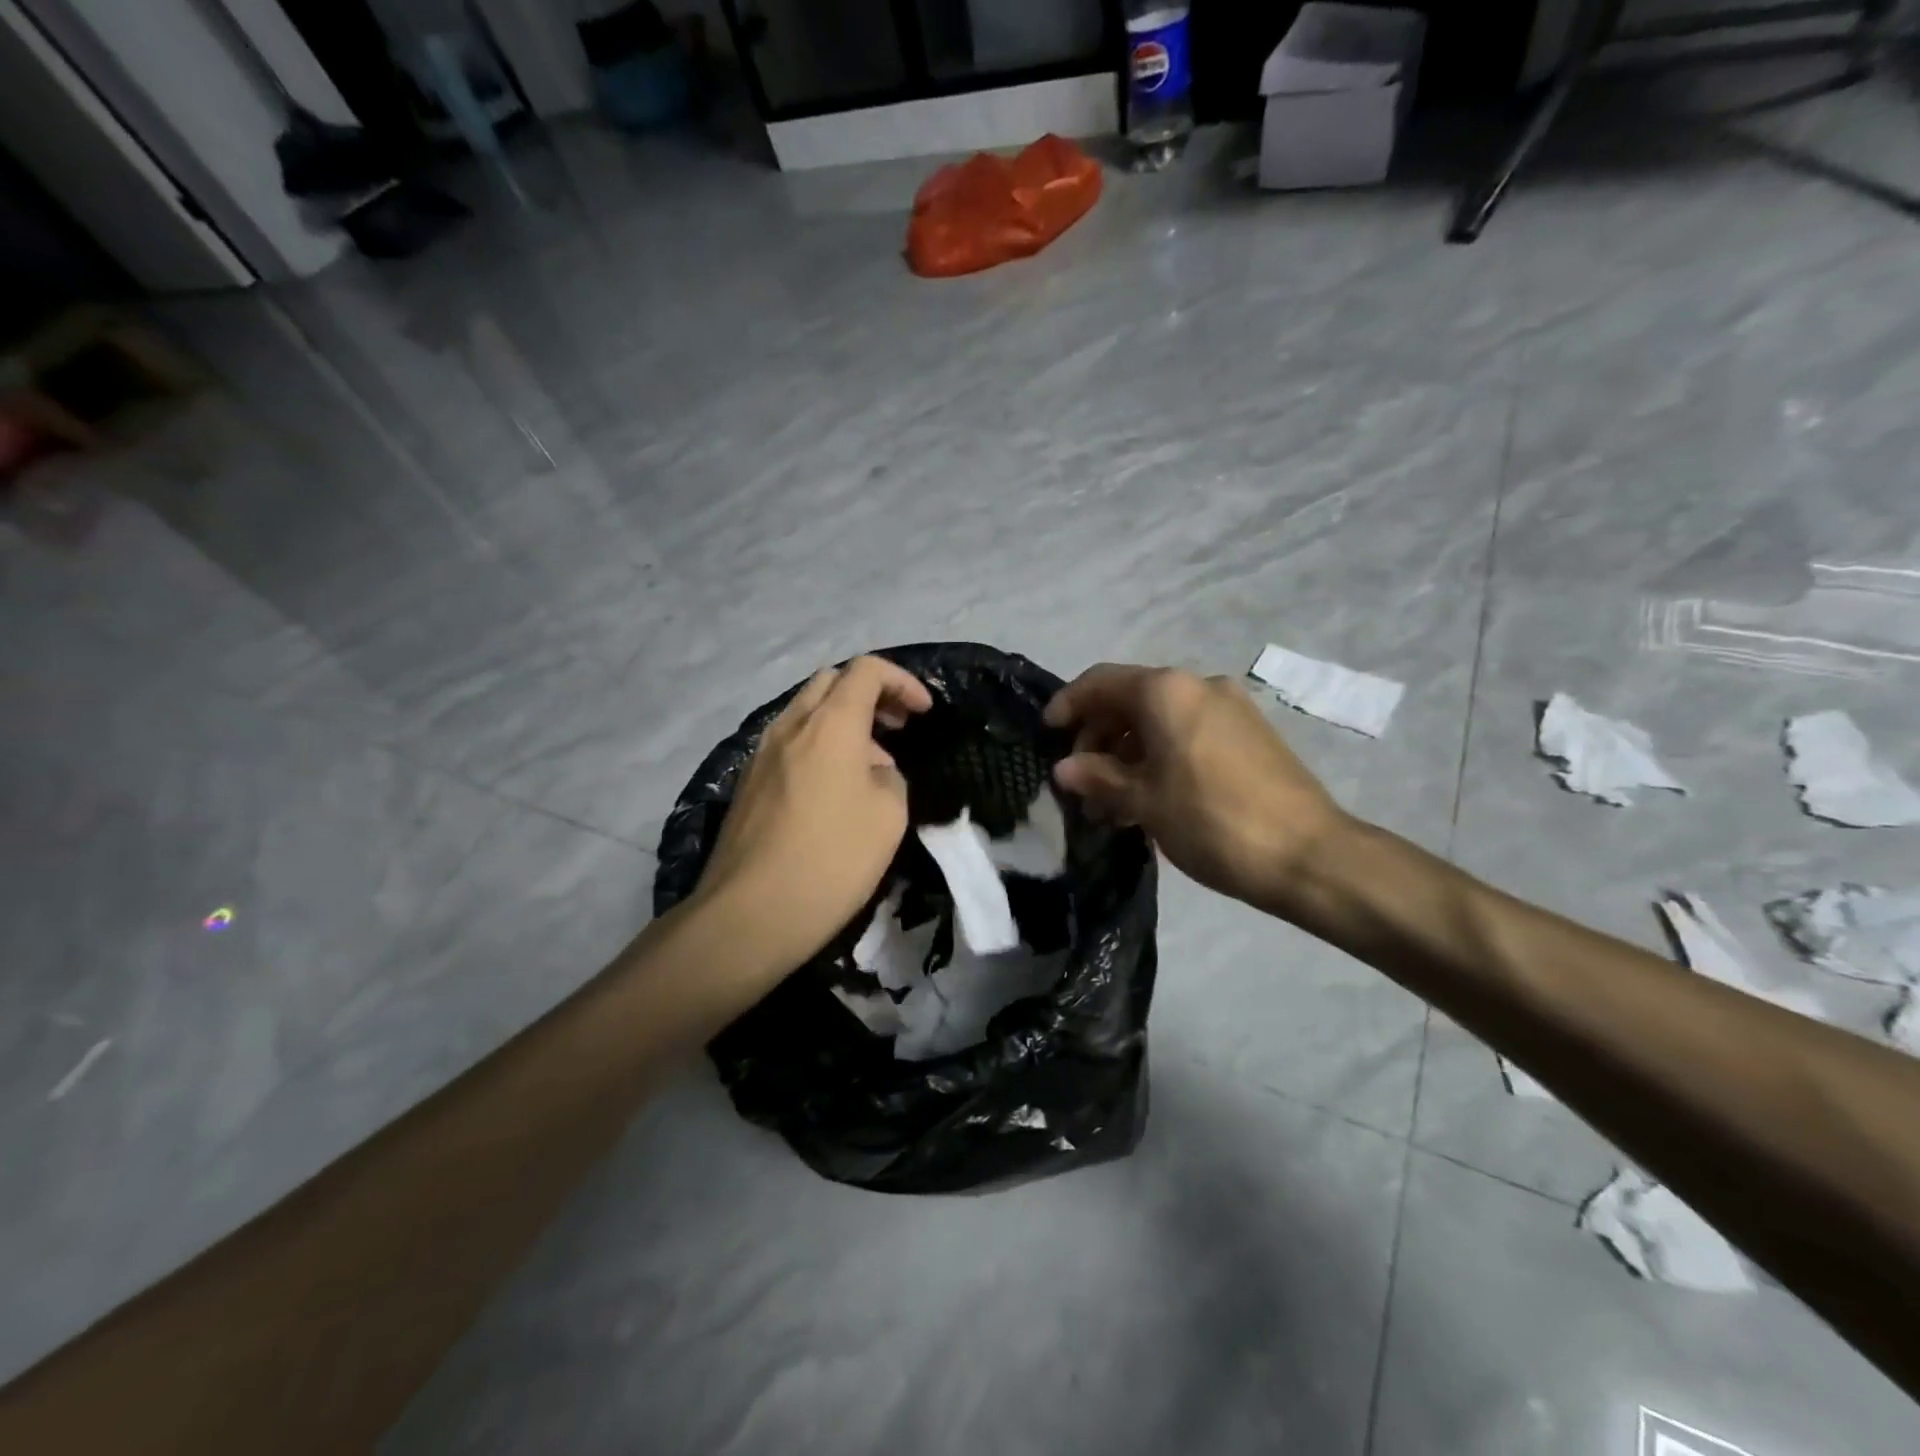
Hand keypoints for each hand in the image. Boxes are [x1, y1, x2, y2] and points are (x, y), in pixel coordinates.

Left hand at [695, 656, 933, 977]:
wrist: (750, 914)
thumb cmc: (832, 859)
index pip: (867, 670)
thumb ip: (889, 776)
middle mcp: (790, 726)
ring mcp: (762, 754)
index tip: (924, 712)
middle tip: (898, 727)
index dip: (902, 682)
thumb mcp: (889, 815)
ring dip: (844, 722)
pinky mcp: (748, 783)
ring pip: (806, 712)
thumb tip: (871, 771)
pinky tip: (834, 790)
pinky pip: (790, 743)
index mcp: (830, 724)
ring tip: (871, 765)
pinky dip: (819, 745)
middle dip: (870, 694)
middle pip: (831, 682)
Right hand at [1045, 664, 1347, 914]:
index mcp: (1167, 691)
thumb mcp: (1144, 801)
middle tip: (1080, 784)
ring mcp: (1230, 709)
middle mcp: (1199, 686)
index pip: (1101, 683)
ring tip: (1110, 803)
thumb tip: (1065, 768)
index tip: (1046, 735)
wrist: (1310, 855)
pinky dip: (1159, 757)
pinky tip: (1149, 798)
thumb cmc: (1212, 820)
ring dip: (1127, 754)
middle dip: (1098, 739)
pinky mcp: (1250, 735)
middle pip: (1130, 700)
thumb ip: (1099, 777)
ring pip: (1160, 721)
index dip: (1068, 705)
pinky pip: (1188, 734)